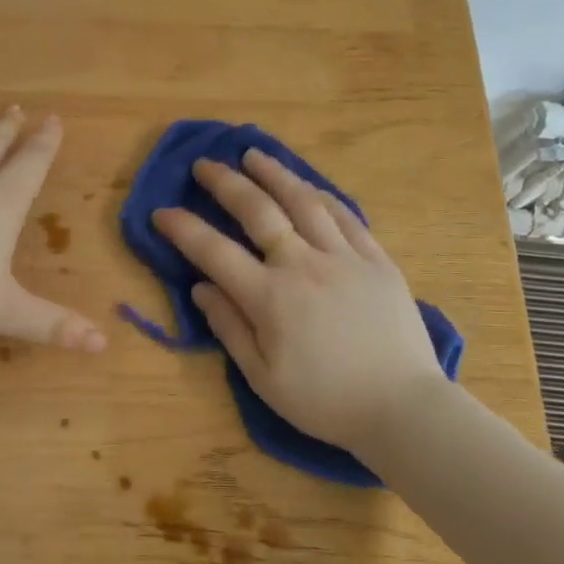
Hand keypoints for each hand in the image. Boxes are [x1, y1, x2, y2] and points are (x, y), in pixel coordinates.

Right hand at [152, 150, 441, 447]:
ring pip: (303, 201)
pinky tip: (308, 187)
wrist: (402, 408)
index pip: (214, 251)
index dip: (183, 228)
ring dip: (274, 173)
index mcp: (270, 297)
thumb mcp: (263, 377)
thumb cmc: (325, 401)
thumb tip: (200, 288)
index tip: (161, 211)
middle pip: (257, 210)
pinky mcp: (376, 260)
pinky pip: (345, 215)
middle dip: (225, 183)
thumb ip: (229, 327)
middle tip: (205, 164)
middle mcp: (303, 264)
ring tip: (254, 155)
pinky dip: (321, 196)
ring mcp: (344, 257)